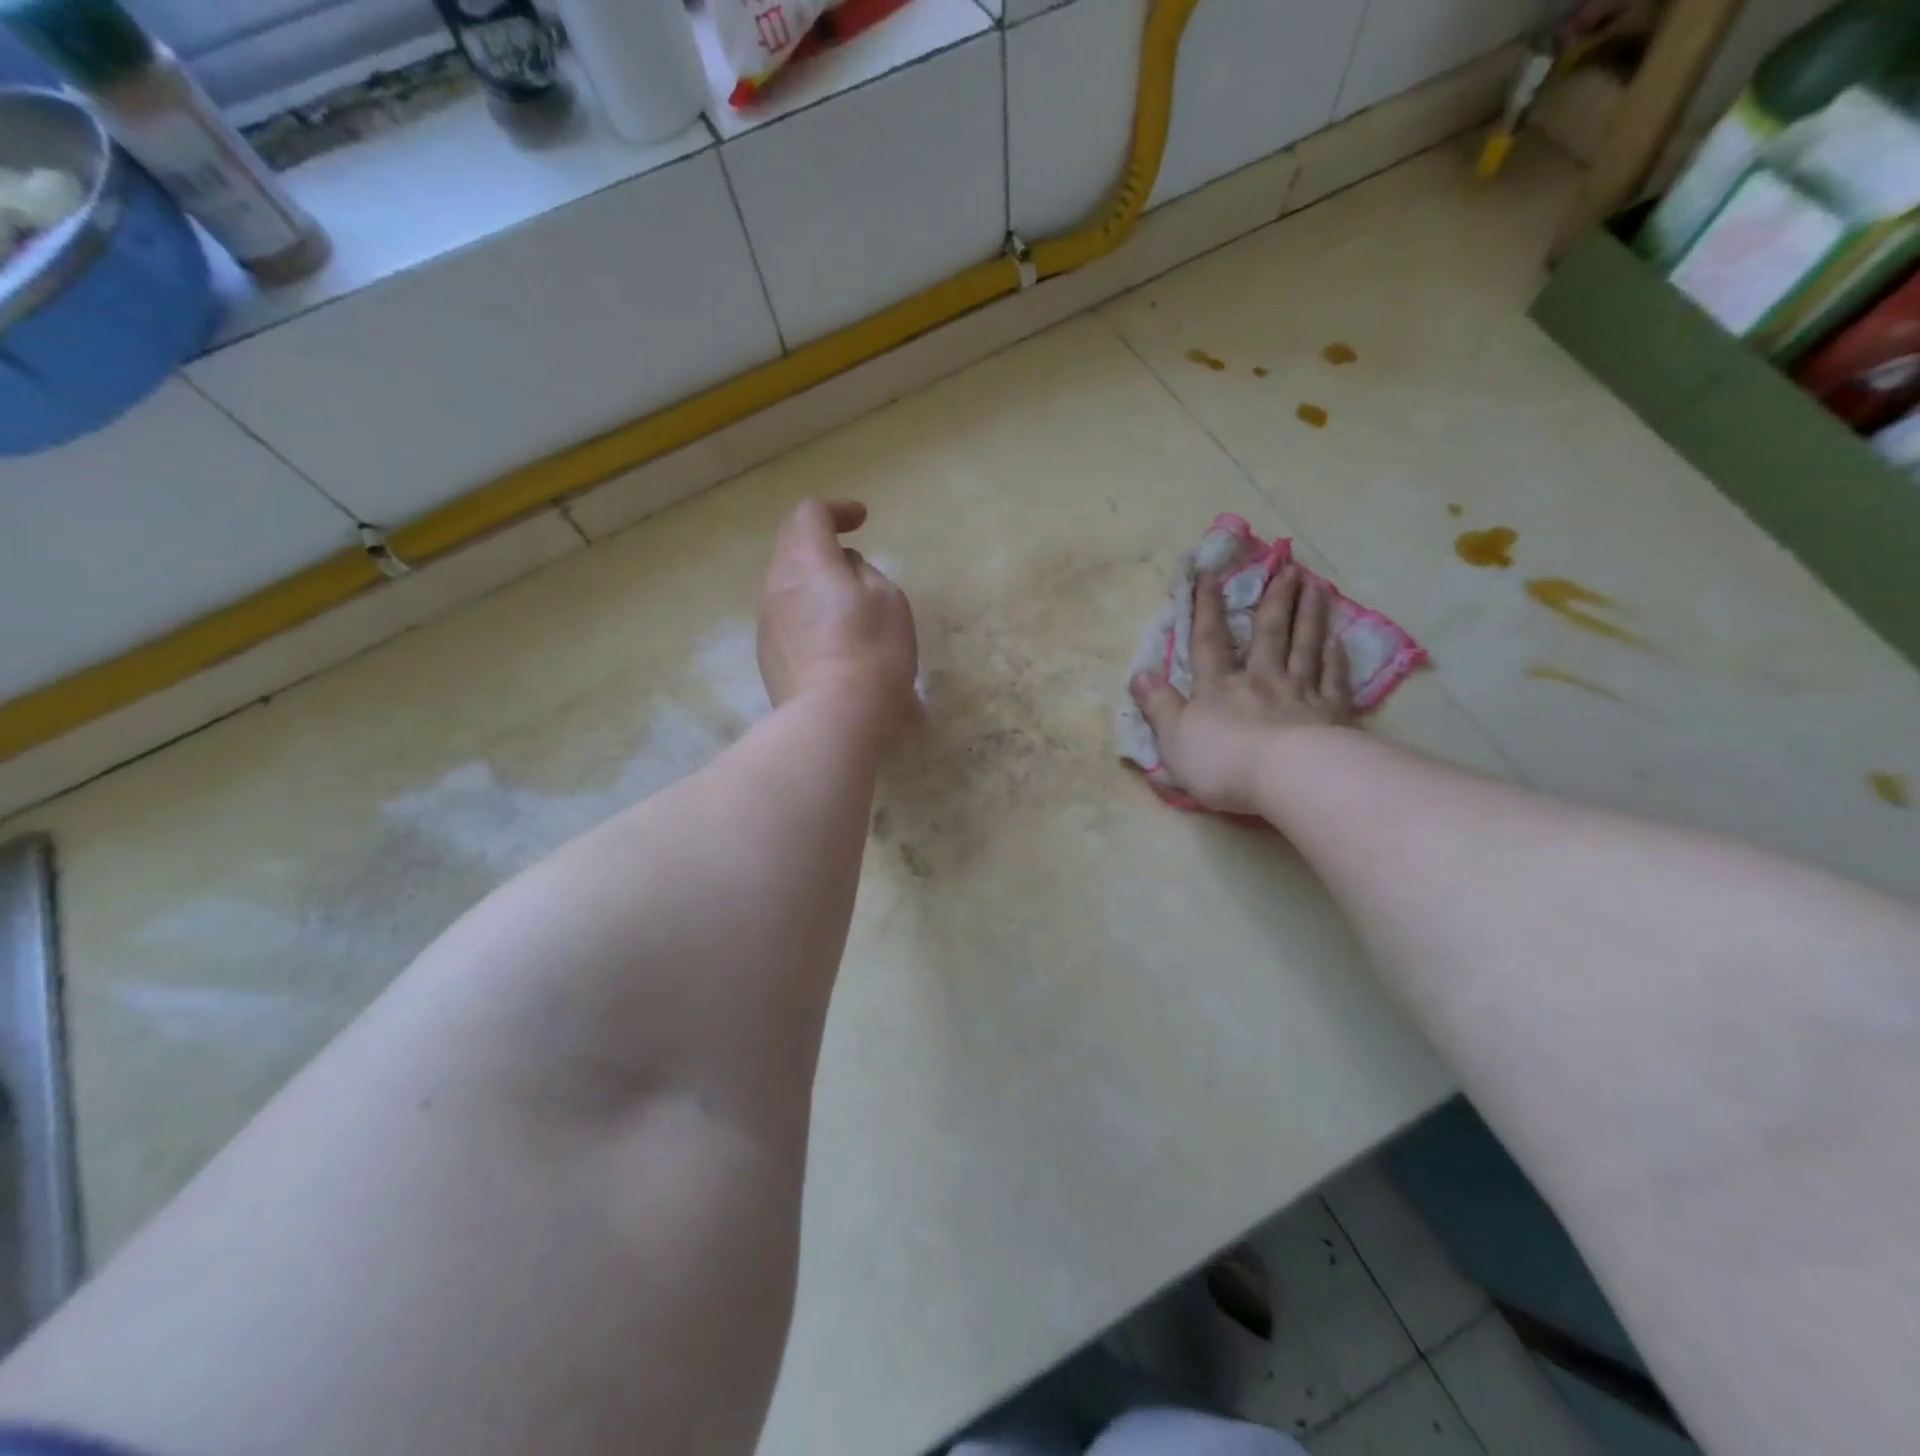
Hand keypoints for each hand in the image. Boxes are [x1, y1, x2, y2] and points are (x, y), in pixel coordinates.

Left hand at [758, 499, 917, 743]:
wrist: (833, 720)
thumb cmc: (872, 653)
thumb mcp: (888, 600)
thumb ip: (864, 573)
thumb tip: (844, 570)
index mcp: (806, 561)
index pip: (809, 514)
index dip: (836, 510)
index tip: (862, 520)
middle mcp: (776, 584)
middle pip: (790, 545)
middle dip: (820, 542)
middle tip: (852, 558)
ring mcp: (766, 622)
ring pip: (785, 583)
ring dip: (812, 580)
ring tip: (844, 601)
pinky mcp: (767, 655)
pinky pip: (785, 616)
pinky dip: (806, 610)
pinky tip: (831, 637)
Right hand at [1130, 564, 1352, 814]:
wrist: (1289, 777)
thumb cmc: (1223, 762)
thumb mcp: (1174, 738)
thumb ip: (1158, 706)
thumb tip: (1139, 673)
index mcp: (1218, 688)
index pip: (1209, 642)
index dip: (1206, 609)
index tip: (1210, 575)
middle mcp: (1260, 680)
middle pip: (1268, 634)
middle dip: (1275, 600)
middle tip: (1287, 567)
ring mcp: (1300, 693)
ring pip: (1305, 646)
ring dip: (1310, 615)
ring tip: (1317, 585)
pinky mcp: (1331, 713)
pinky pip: (1334, 679)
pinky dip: (1337, 659)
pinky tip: (1339, 641)